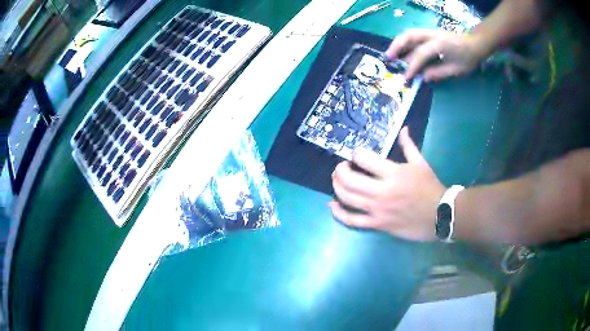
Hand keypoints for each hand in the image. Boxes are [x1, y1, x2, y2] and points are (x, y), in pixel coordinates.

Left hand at [329, 127, 445, 240]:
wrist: (440, 215)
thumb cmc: (430, 188)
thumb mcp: (421, 164)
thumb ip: (408, 146)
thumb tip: (403, 129)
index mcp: (393, 173)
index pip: (363, 158)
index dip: (355, 153)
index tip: (355, 154)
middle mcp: (381, 191)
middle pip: (349, 179)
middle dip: (340, 170)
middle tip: (341, 167)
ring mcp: (377, 210)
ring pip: (347, 198)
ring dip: (336, 187)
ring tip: (336, 180)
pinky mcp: (377, 224)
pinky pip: (353, 221)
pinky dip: (339, 213)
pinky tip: (332, 205)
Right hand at [386, 29, 487, 81]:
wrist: (475, 44)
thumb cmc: (468, 58)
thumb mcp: (456, 70)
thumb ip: (439, 72)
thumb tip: (423, 77)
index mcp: (440, 44)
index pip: (421, 54)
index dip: (412, 66)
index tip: (406, 78)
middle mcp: (432, 35)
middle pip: (409, 36)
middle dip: (396, 46)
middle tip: (388, 59)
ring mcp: (430, 33)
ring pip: (409, 34)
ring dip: (398, 43)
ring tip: (390, 55)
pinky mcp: (429, 34)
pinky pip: (413, 37)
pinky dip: (405, 44)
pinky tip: (402, 52)